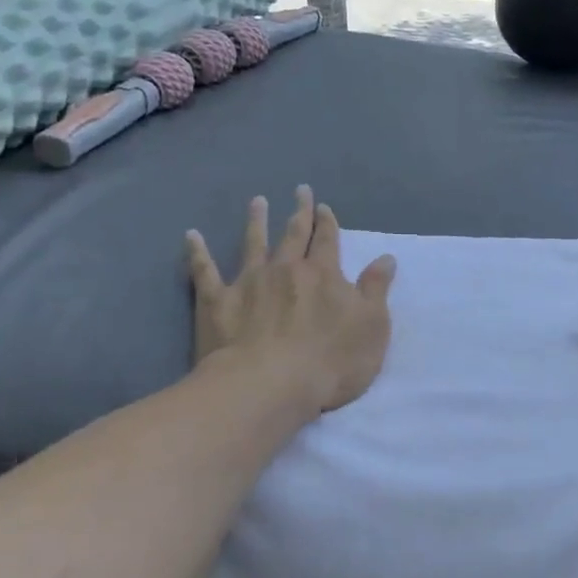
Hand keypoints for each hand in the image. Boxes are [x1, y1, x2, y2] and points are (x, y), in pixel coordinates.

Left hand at [185, 187, 396, 417]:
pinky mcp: (216, 302)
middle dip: (299, 212)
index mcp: (322, 274)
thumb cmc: (330, 361)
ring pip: (253, 244)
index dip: (328, 223)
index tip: (324, 207)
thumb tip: (385, 258)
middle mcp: (285, 269)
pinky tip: (191, 235)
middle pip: (293, 234)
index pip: (327, 241)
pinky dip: (198, 252)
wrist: (268, 386)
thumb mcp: (372, 327)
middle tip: (299, 190)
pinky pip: (204, 271)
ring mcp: (248, 283)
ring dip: (256, 222)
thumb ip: (376, 290)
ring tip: (257, 202)